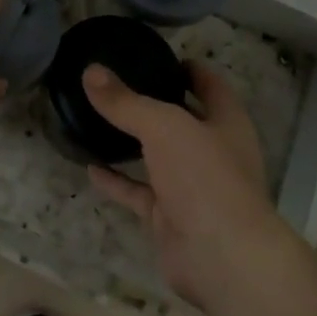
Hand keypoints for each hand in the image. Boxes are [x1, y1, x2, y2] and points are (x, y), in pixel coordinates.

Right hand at [83, 61, 290, 307]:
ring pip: (159, 157)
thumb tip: (91, 71)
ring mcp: (193, 188)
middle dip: (157, 104)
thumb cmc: (205, 177)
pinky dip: (117, 180)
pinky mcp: (171, 217)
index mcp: (227, 123)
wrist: (222, 258)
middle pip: (184, 120)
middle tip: (119, 84)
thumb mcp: (163, 126)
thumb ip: (126, 102)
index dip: (190, 69)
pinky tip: (89, 166)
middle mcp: (214, 153)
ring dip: (133, 142)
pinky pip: (139, 192)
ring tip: (100, 119)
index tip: (160, 57)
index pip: (211, 86)